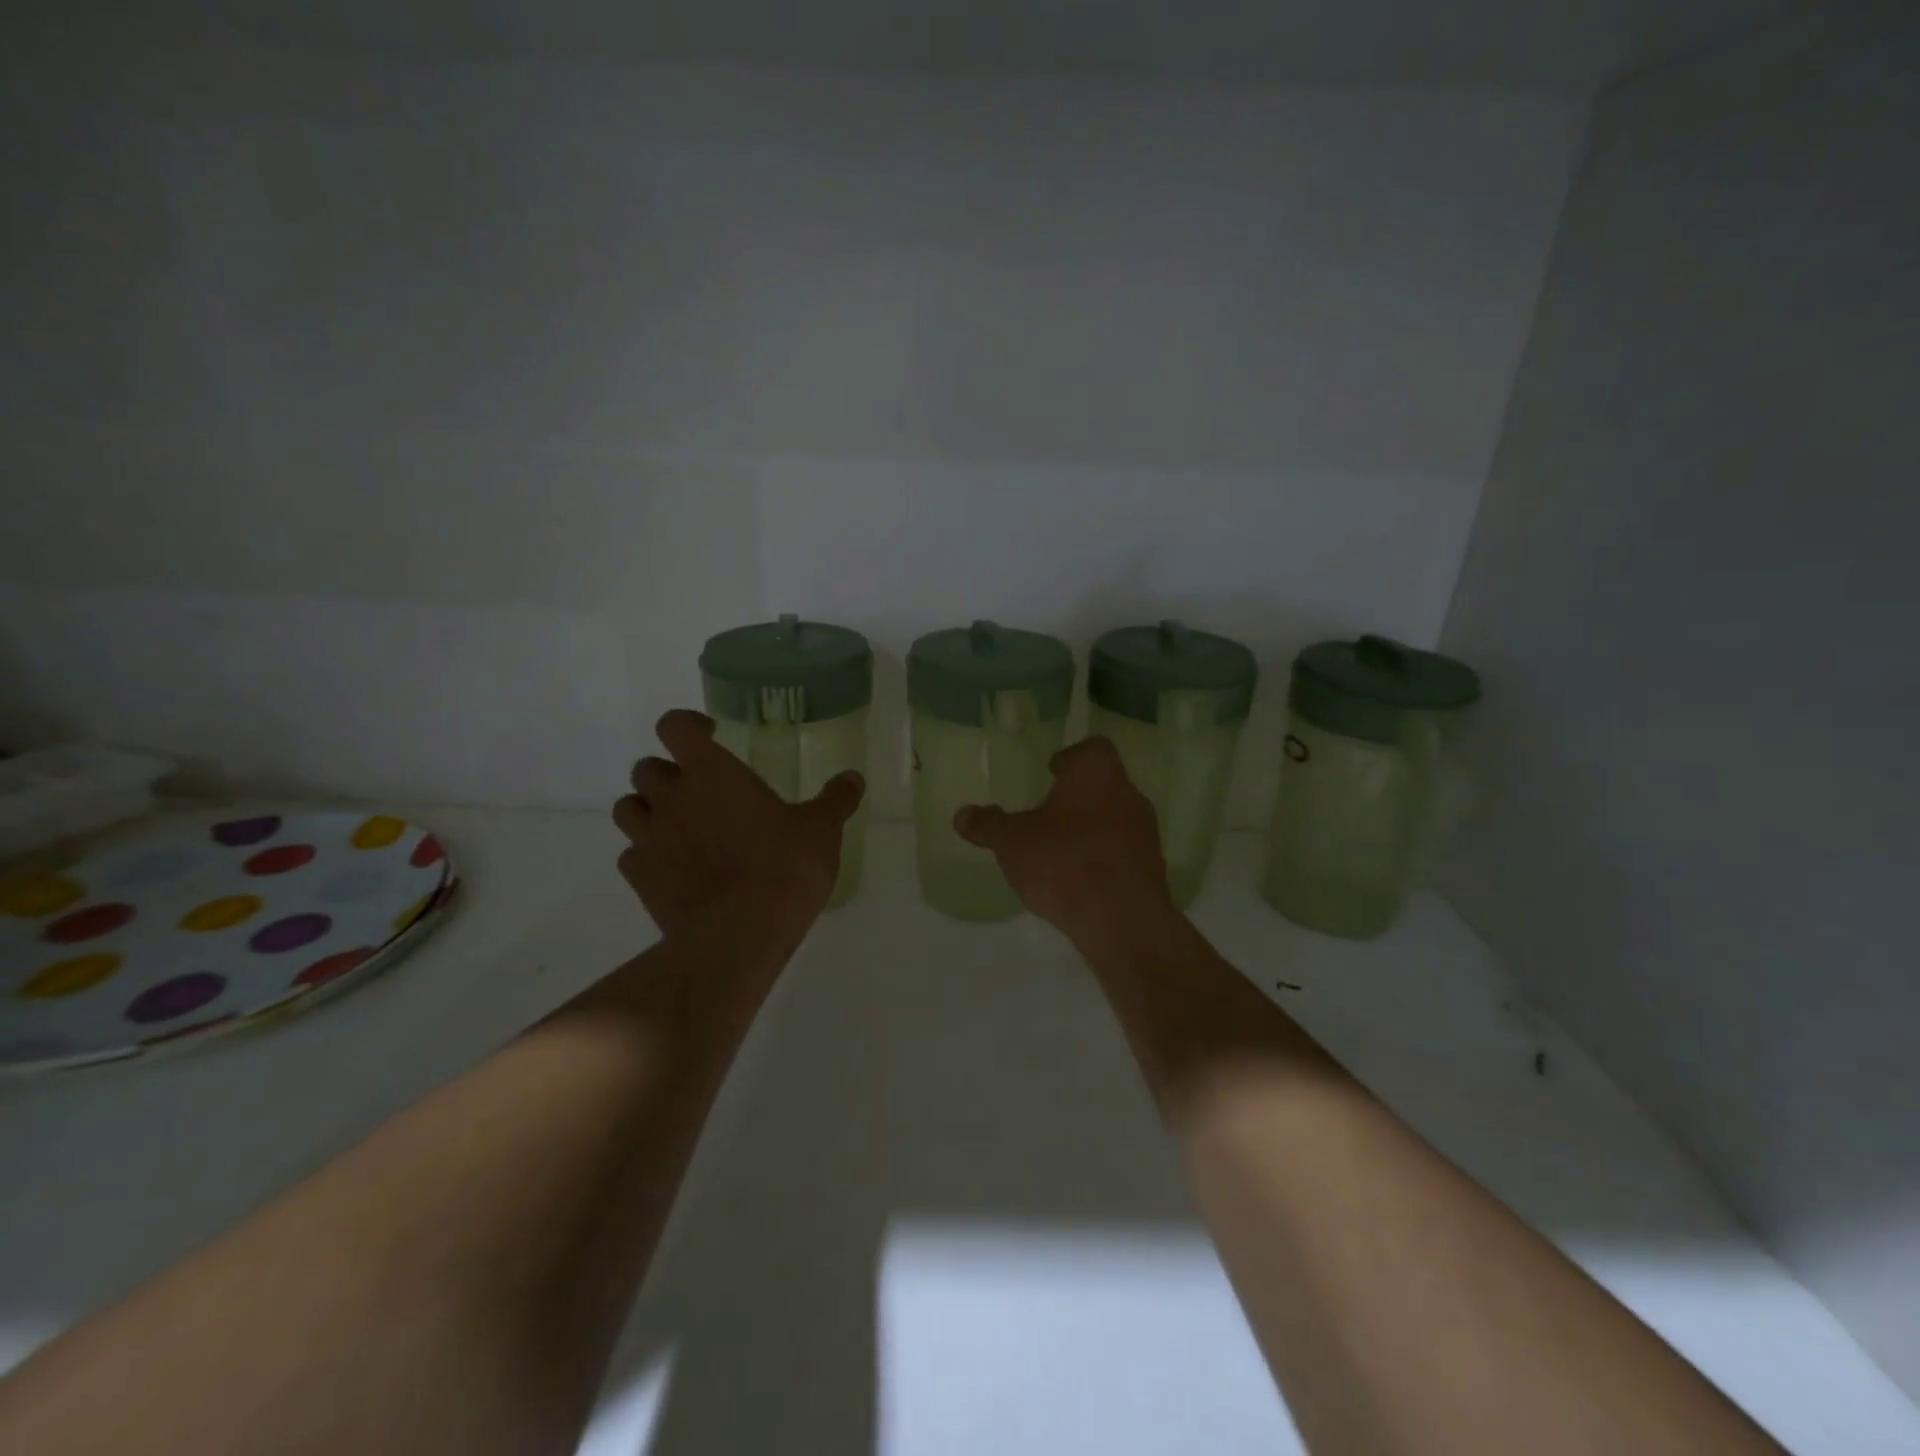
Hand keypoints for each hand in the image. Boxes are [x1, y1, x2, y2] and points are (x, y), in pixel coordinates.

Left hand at [613, 710, 864, 943]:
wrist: (740, 934)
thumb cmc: (784, 867)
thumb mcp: (821, 830)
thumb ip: (835, 800)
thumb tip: (853, 778)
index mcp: (711, 772)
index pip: (674, 727)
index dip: (687, 725)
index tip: (709, 736)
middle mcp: (671, 798)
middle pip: (646, 767)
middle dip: (669, 773)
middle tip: (700, 789)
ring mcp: (649, 839)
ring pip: (628, 808)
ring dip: (648, 810)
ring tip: (680, 825)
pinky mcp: (639, 879)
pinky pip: (631, 856)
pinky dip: (647, 855)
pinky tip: (674, 868)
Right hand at [954, 736, 1178, 951]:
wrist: (1122, 919)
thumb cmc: (1064, 862)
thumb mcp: (1012, 842)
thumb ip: (988, 825)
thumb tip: (962, 815)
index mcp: (1097, 772)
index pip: (1091, 749)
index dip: (1071, 758)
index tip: (1052, 772)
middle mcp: (1128, 793)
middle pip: (1103, 784)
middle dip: (1076, 797)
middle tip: (1048, 813)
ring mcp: (1145, 831)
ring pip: (1114, 818)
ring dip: (1090, 828)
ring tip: (1060, 849)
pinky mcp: (1153, 867)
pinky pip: (1122, 851)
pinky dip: (1103, 857)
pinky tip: (1080, 878)